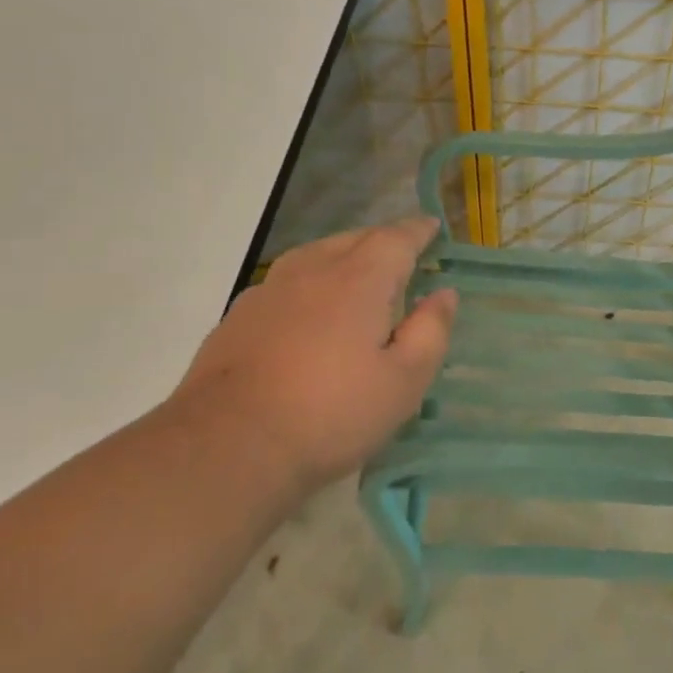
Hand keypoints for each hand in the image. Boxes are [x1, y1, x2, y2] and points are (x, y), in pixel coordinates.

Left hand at [174, 218, 456, 491]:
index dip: (416, 231)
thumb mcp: (404, 382)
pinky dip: (310, 281)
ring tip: (358, 272)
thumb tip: (443, 294)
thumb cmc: (331, 414)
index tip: (431, 226)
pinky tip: (309, 309)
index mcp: (358, 281)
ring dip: (343, 255)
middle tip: (402, 252)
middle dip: (381, 240)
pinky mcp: (238, 318)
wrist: (228, 446)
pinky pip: (286, 281)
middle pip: (352, 240)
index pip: (394, 239)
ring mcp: (268, 292)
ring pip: (314, 255)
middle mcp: (311, 272)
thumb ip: (430, 332)